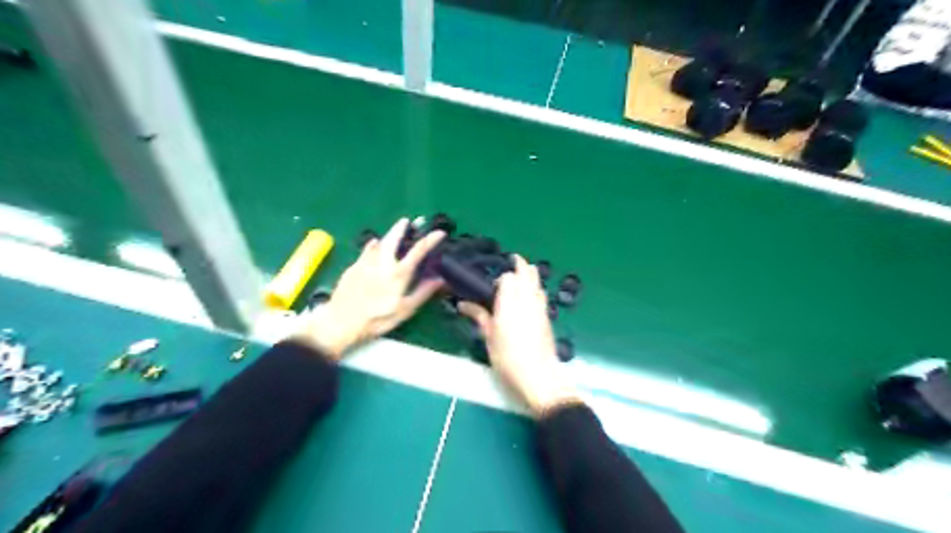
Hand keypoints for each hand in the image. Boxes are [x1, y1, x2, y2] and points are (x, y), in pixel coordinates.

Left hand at [294, 220, 445, 360]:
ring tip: (394, 231)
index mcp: (398, 273)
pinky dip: (373, 245)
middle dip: (402, 227)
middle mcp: (383, 263)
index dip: (431, 240)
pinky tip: (374, 244)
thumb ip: (422, 293)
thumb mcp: (404, 310)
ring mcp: (366, 262)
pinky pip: (366, 250)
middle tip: (407, 220)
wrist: (341, 321)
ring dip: (388, 234)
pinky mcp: (353, 267)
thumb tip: (439, 280)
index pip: (418, 251)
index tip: (440, 232)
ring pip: (379, 242)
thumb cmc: (377, 319)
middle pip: (394, 238)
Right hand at [461, 257, 579, 417]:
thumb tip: (463, 305)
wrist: (538, 376)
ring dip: (530, 277)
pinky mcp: (548, 317)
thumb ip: (479, 316)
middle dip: (520, 265)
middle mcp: (527, 300)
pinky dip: (535, 290)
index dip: (502, 277)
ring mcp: (540, 307)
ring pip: (538, 282)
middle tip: (511, 265)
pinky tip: (528, 299)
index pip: (509, 277)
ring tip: (519, 281)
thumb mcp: (489, 338)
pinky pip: (542, 295)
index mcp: (509, 303)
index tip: (493, 285)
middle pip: (528, 272)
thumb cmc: (508, 358)